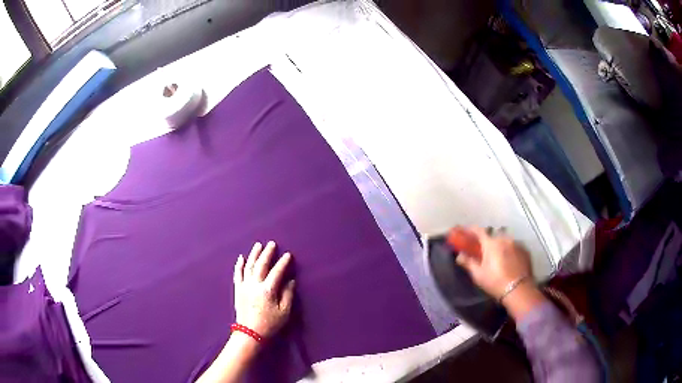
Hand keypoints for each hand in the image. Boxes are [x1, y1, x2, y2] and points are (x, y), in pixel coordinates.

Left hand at [233, 241, 294, 338]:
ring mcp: (244, 286)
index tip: (288, 255)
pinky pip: (237, 274)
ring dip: (253, 255)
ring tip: (258, 245)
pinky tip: (241, 257)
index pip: (277, 272)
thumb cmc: (270, 324)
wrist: (250, 333)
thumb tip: (290, 281)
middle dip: (267, 253)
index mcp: (268, 290)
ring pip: (248, 266)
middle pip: (261, 265)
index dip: (283, 263)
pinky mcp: (238, 290)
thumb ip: (288, 294)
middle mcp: (255, 285)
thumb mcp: (284, 312)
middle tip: (272, 244)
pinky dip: (239, 265)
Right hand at [455, 227, 533, 299]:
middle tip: (483, 250)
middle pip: (493, 236)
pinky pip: (514, 247)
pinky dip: (510, 251)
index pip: (479, 231)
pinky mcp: (525, 250)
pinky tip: (509, 261)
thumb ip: (468, 262)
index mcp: (491, 243)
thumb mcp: (478, 275)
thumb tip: (460, 255)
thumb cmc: (495, 282)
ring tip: (498, 257)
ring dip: (500, 246)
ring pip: (505, 241)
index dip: (470, 230)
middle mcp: (505, 239)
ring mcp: (517, 244)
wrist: (519, 290)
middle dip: (487, 241)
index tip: (465, 231)